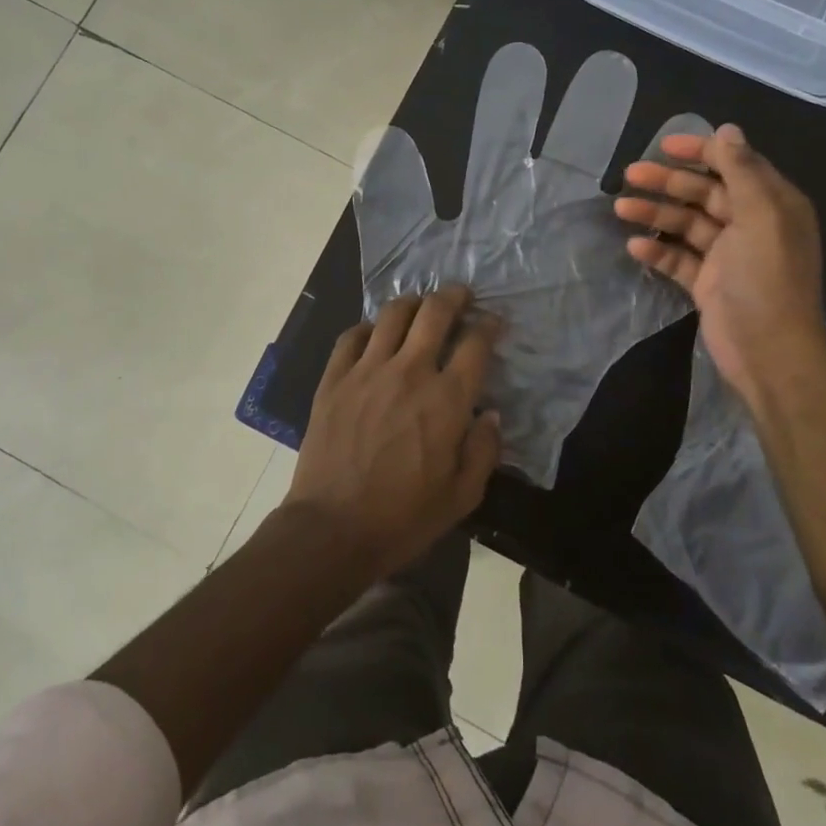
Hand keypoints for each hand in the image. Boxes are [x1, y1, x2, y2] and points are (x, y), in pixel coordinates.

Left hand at [285, 285, 502, 579]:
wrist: (332, 529)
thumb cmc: (403, 518)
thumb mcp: (462, 496)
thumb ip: (484, 450)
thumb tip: (490, 414)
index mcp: (447, 399)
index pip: (476, 343)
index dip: (489, 325)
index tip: (494, 322)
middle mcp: (410, 371)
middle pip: (435, 311)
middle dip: (454, 296)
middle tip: (461, 296)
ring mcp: (367, 370)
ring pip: (393, 313)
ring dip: (413, 303)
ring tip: (420, 306)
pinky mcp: (334, 378)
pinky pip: (352, 335)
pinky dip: (368, 327)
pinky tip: (374, 334)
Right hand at [616, 123, 825, 411]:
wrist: (769, 350)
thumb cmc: (766, 277)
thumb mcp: (760, 216)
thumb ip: (741, 171)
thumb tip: (727, 129)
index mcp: (771, 204)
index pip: (734, 165)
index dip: (701, 152)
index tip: (664, 146)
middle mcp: (751, 225)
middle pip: (704, 193)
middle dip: (668, 183)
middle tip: (630, 174)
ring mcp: (728, 256)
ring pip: (687, 225)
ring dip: (655, 214)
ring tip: (620, 208)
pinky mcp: (709, 283)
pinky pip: (679, 259)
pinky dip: (658, 251)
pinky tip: (634, 248)